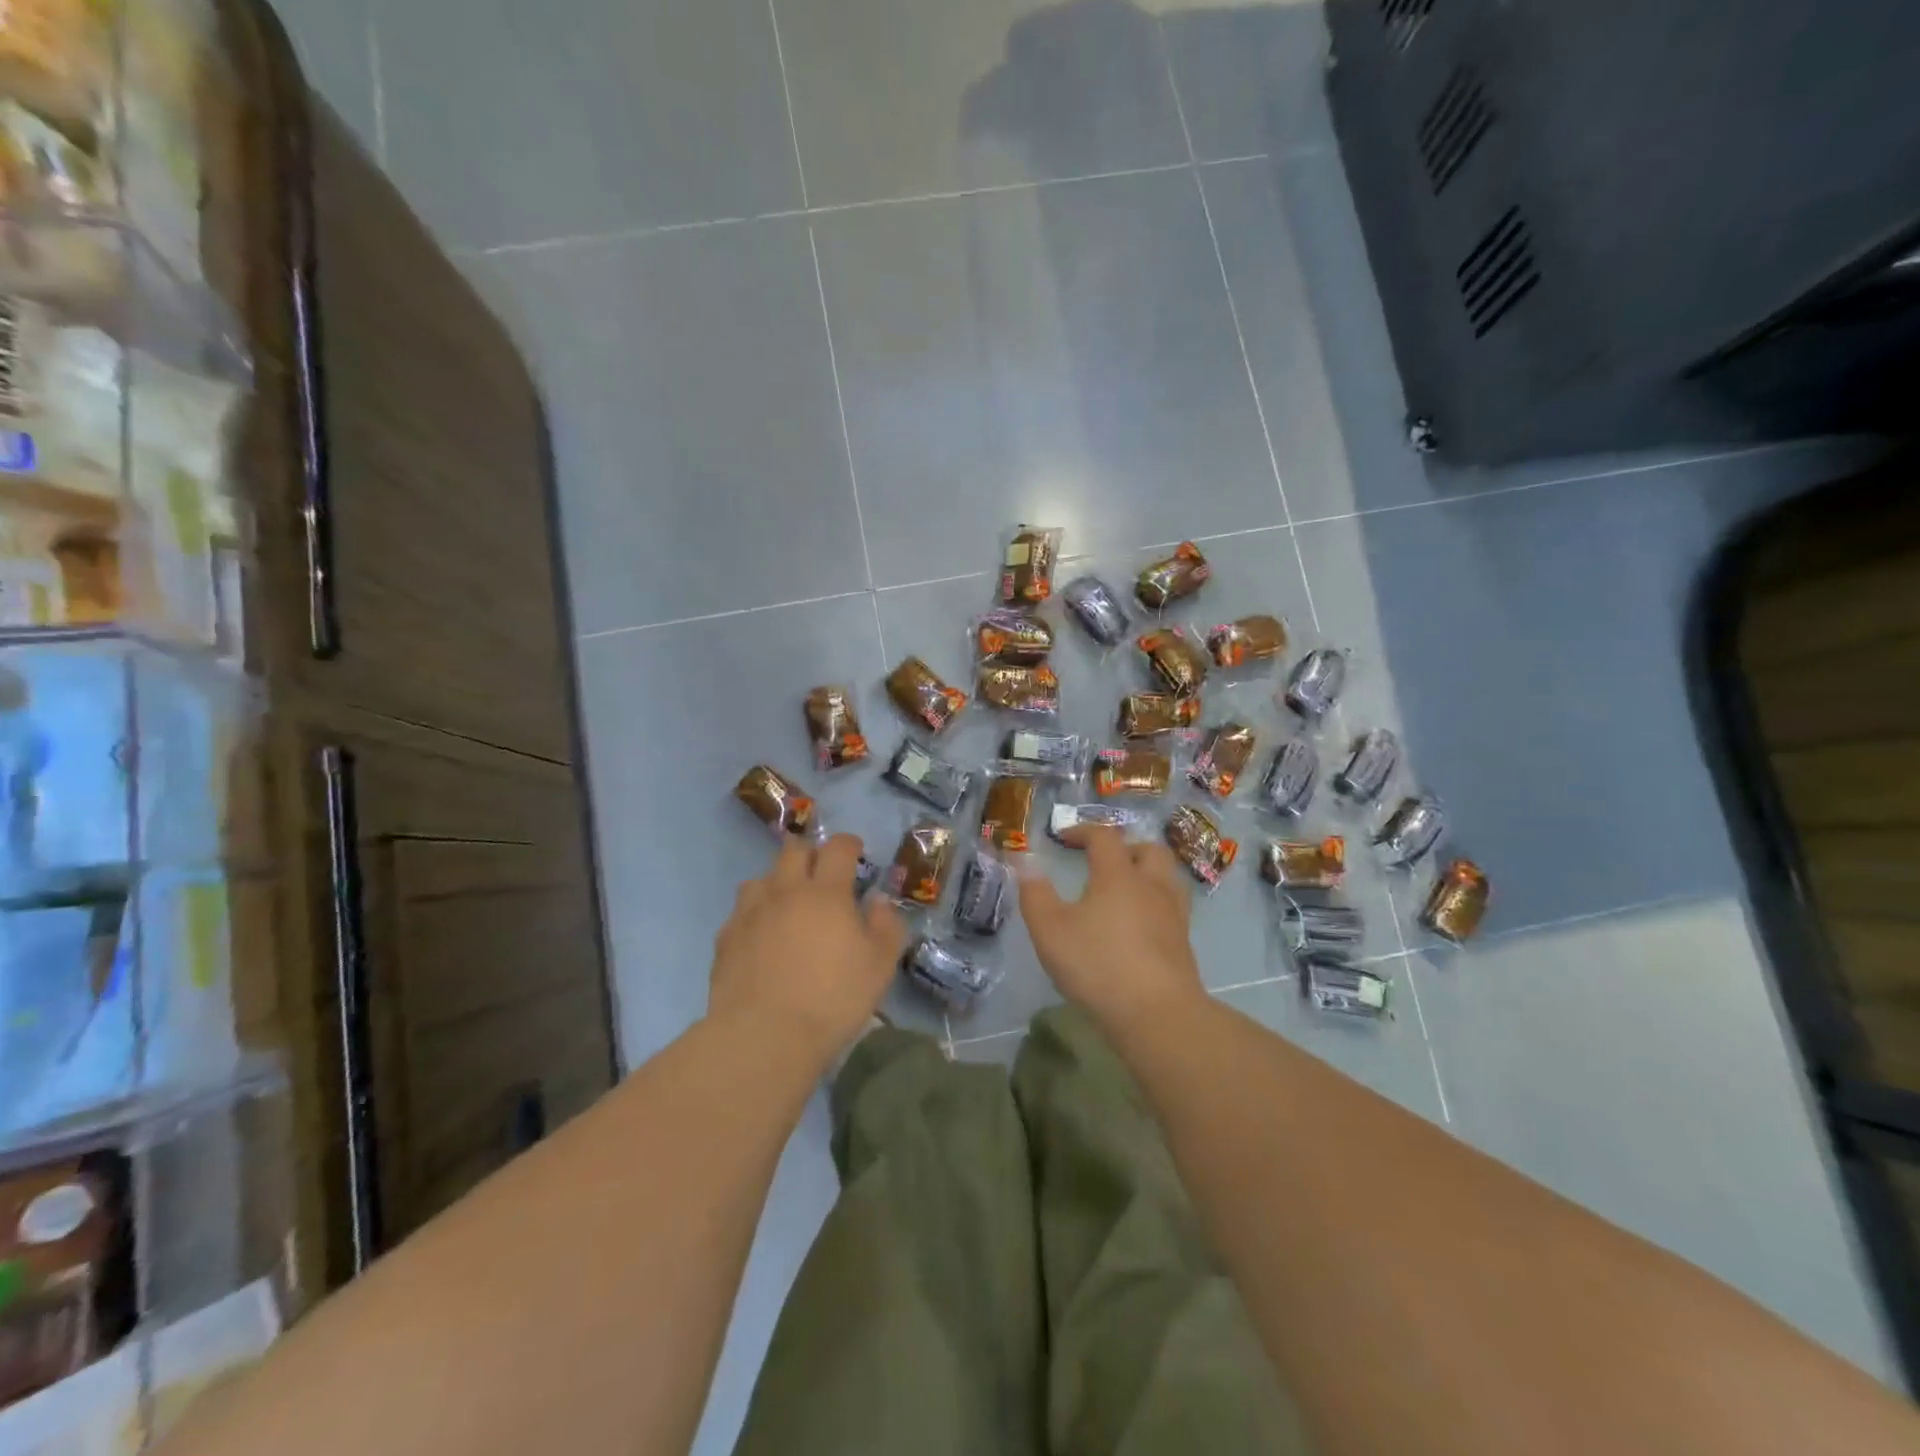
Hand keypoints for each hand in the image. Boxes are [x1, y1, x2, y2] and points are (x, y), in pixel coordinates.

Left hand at [710, 835, 904, 1064]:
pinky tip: (762, 936)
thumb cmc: (832, 1000)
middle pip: (794, 851)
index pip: (837, 848)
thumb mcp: (879, 966)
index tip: (856, 851)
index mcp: (826, 893)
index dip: (848, 844)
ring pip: (762, 877)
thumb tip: (878, 901)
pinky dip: (755, 914)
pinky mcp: (726, 938)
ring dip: (778, 882)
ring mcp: (751, 913)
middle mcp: (786, 891)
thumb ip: (886, 926)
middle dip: (810, 854)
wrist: (763, 1037)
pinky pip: (741, 912)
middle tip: (822, 874)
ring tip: (788, 904)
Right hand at [1020, 828, 1205, 1034]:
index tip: (1062, 837)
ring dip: (1146, 872)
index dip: (1083, 831)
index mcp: (1118, 875)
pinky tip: (1138, 924)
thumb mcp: (1050, 930)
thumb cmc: (1098, 965)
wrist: (1157, 1014)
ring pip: (1168, 877)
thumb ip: (1035, 893)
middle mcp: (1151, 886)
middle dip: (1125, 847)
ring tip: (1124, 889)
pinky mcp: (1183, 943)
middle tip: (1102, 861)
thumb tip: (1023, 861)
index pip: (1104, 836)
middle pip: (1148, 849)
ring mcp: (1173, 914)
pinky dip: (1154, 903)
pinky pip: (1172, 907)